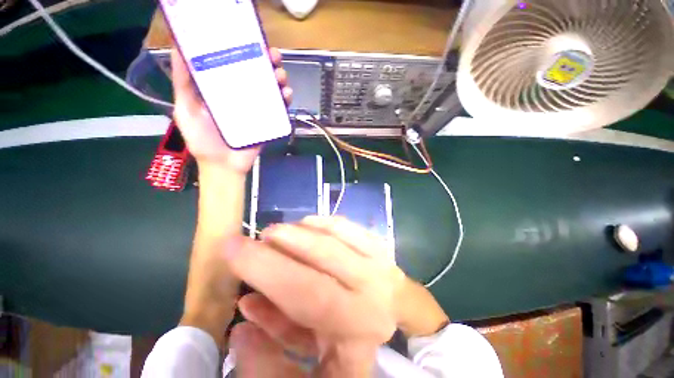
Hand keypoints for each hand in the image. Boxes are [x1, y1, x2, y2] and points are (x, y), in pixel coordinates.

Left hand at [171, 47, 292, 173]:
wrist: (223, 165)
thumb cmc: (202, 140)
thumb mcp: (185, 109)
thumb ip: (183, 84)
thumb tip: (179, 50)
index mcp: (223, 89)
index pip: (235, 64)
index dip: (243, 50)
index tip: (249, 37)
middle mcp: (242, 96)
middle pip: (257, 74)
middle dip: (267, 62)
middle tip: (272, 54)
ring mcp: (257, 109)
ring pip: (271, 89)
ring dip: (279, 78)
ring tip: (280, 74)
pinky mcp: (268, 122)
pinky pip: (279, 109)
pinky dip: (285, 100)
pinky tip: (286, 94)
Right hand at [223, 216, 407, 372]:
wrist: (394, 324)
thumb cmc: (354, 350)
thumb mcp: (316, 376)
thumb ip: (272, 360)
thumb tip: (241, 320)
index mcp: (359, 327)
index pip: (308, 292)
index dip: (267, 268)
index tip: (232, 247)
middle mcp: (373, 286)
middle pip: (321, 254)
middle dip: (282, 241)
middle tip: (258, 237)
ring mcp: (379, 259)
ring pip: (334, 232)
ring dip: (300, 229)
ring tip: (279, 234)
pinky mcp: (378, 243)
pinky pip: (346, 225)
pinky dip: (321, 222)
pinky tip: (306, 225)